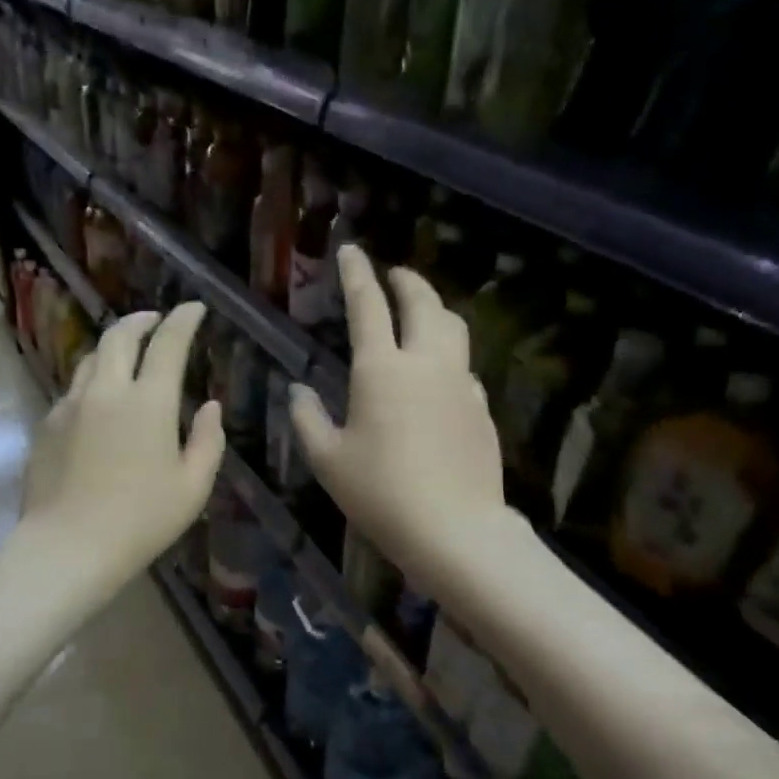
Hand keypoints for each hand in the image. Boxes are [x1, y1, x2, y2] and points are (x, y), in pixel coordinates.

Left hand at [20, 302, 223, 590]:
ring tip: (126, 353)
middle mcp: (107, 391)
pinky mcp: (47, 425)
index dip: (183, 320)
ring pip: (91, 358)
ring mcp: (71, 405)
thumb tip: (211, 407)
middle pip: (120, 336)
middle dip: (141, 320)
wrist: (69, 546)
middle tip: (156, 320)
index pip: (168, 344)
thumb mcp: (192, 487)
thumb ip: (207, 441)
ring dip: (113, 347)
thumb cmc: (141, 520)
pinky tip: (98, 401)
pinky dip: (92, 382)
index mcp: (149, 402)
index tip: (194, 308)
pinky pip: (73, 390)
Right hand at [290, 248, 510, 589]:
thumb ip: (307, 419)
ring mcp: (461, 384)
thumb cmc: (380, 493)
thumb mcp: (328, 460)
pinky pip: (464, 367)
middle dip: (407, 281)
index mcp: (381, 370)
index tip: (351, 250)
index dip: (356, 274)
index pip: (368, 306)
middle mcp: (426, 364)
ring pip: (453, 328)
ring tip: (421, 313)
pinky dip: (448, 356)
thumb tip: (297, 390)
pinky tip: (437, 377)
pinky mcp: (481, 409)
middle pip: (423, 303)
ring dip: (435, 310)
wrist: (453, 528)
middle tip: (394, 274)